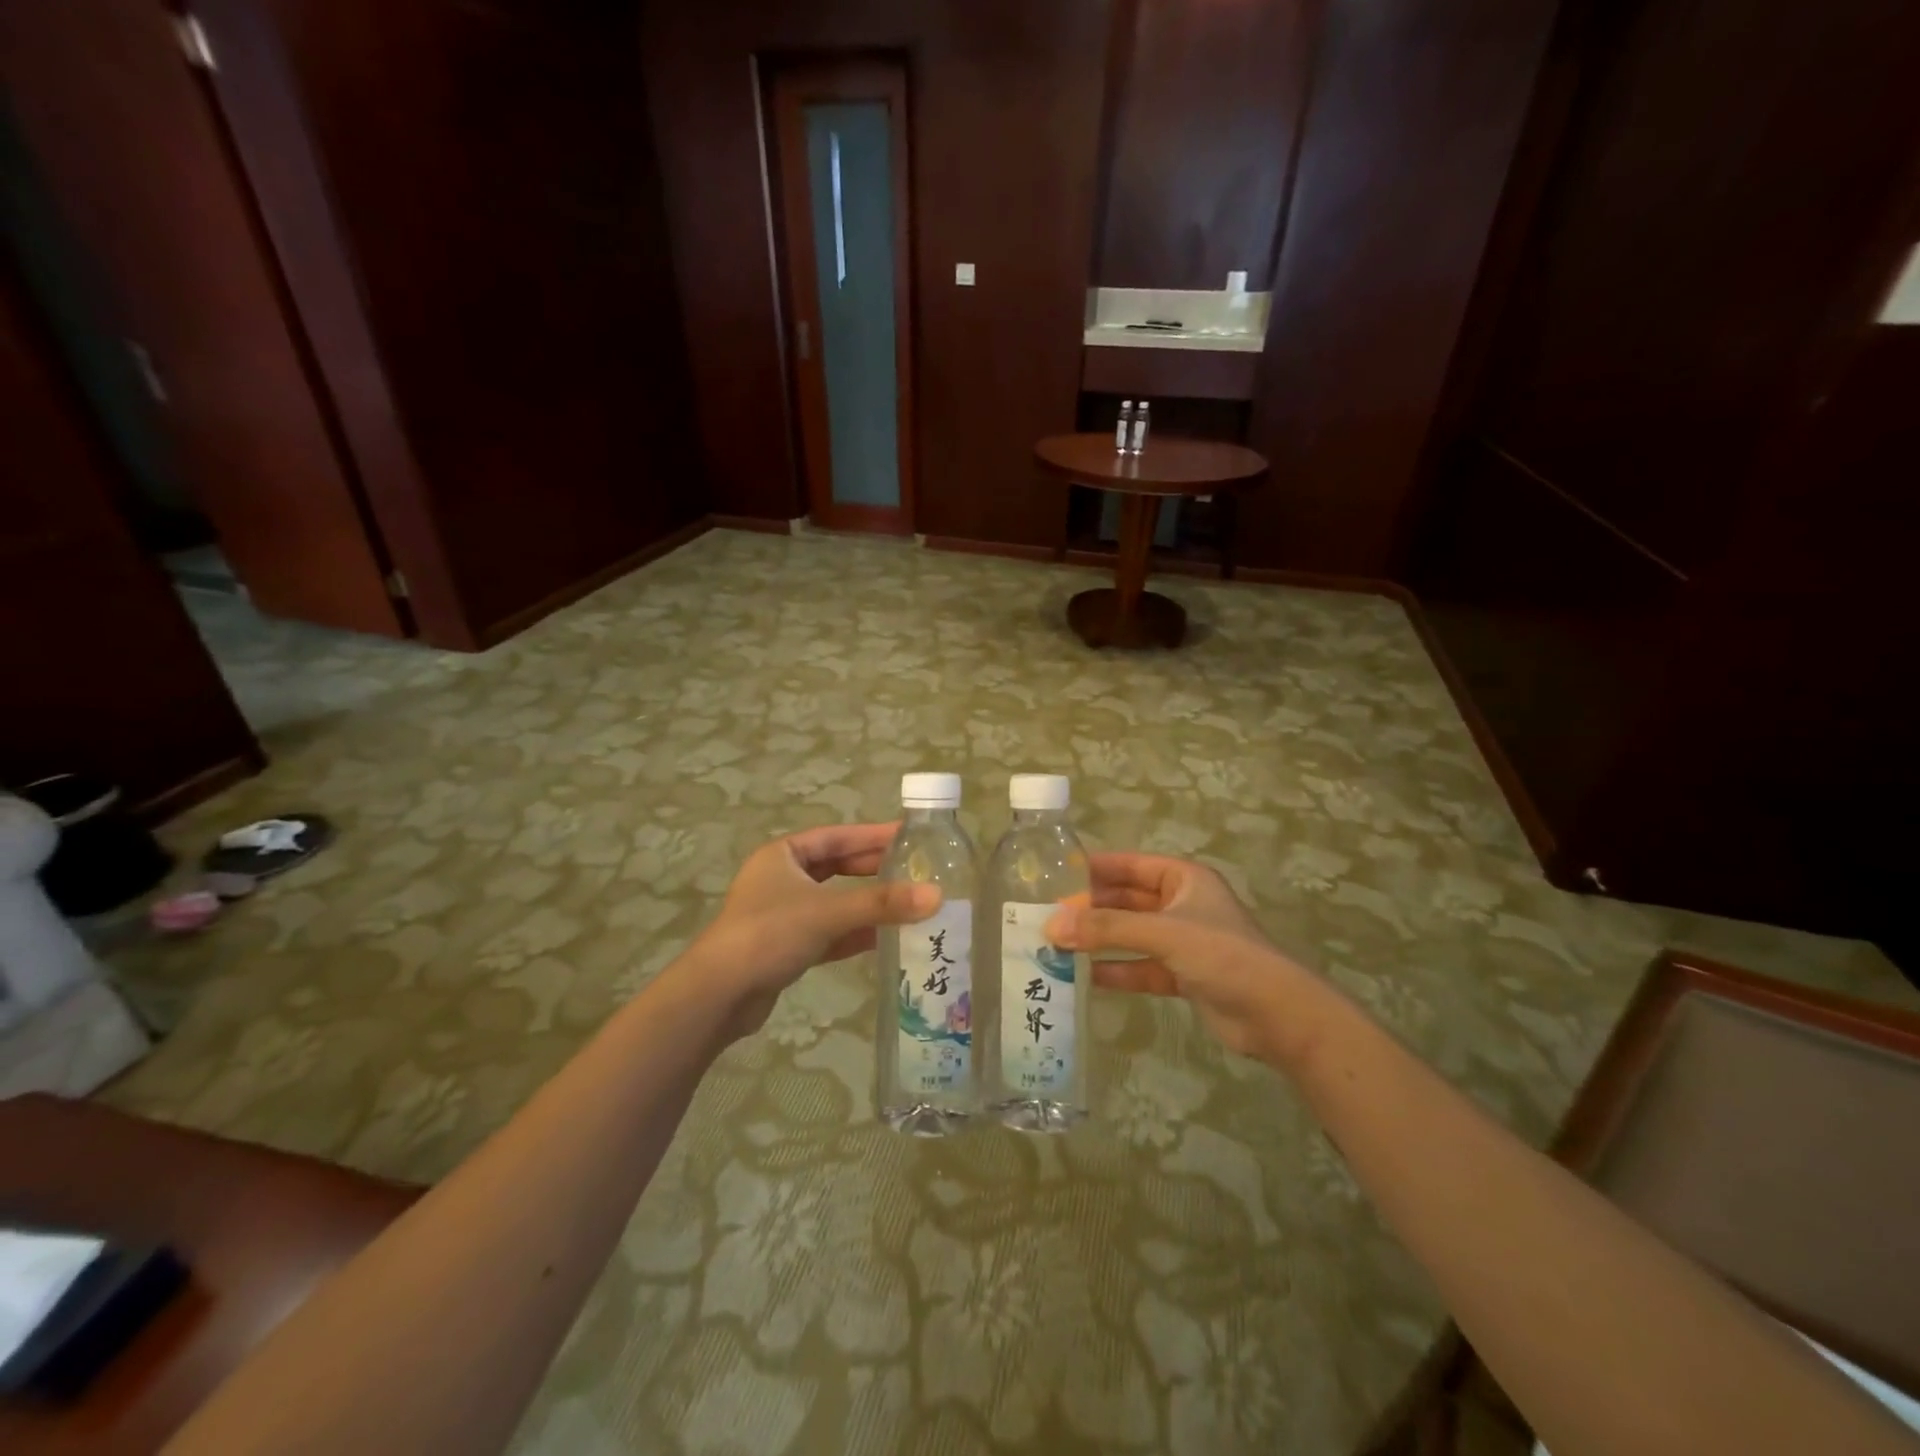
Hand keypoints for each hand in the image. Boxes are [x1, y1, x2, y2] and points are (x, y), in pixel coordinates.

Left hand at [682, 822, 939, 1040]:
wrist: (718, 995)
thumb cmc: (769, 934)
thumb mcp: (827, 912)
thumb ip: (882, 904)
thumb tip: (937, 895)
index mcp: (783, 855)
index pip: (837, 836)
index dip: (873, 835)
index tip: (909, 834)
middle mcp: (782, 879)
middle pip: (838, 868)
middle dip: (874, 870)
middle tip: (915, 870)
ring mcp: (783, 914)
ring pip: (835, 902)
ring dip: (868, 904)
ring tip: (909, 903)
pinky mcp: (787, 946)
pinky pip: (830, 932)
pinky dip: (855, 933)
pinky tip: (886, 938)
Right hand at [1047, 854, 1310, 1063]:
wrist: (1277, 1015)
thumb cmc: (1223, 955)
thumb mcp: (1163, 933)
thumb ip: (1107, 928)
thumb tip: (1051, 926)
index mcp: (1183, 879)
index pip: (1129, 865)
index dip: (1094, 868)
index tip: (1053, 874)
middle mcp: (1181, 904)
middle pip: (1126, 901)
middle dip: (1090, 909)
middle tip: (1047, 915)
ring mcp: (1182, 942)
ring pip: (1131, 935)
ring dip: (1099, 940)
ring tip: (1056, 945)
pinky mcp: (1182, 975)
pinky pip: (1140, 967)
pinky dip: (1116, 970)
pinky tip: (1084, 977)